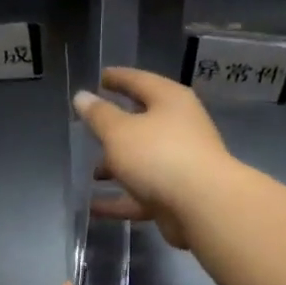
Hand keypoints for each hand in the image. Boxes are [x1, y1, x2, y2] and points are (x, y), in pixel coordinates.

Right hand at [73, 68, 234, 249]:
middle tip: (90, 127)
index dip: (118, 78)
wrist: (203, 206)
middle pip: (143, 122)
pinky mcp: (177, 195)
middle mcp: (179, 128)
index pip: (139, 80)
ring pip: (142, 161)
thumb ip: (98, 115)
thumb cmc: (159, 156)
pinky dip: (120, 198)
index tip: (100, 77)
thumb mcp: (119, 132)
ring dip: (117, 167)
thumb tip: (82, 96)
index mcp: (170, 101)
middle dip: (115, 128)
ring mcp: (180, 163)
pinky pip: (142, 193)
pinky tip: (94, 206)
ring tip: (91, 173)